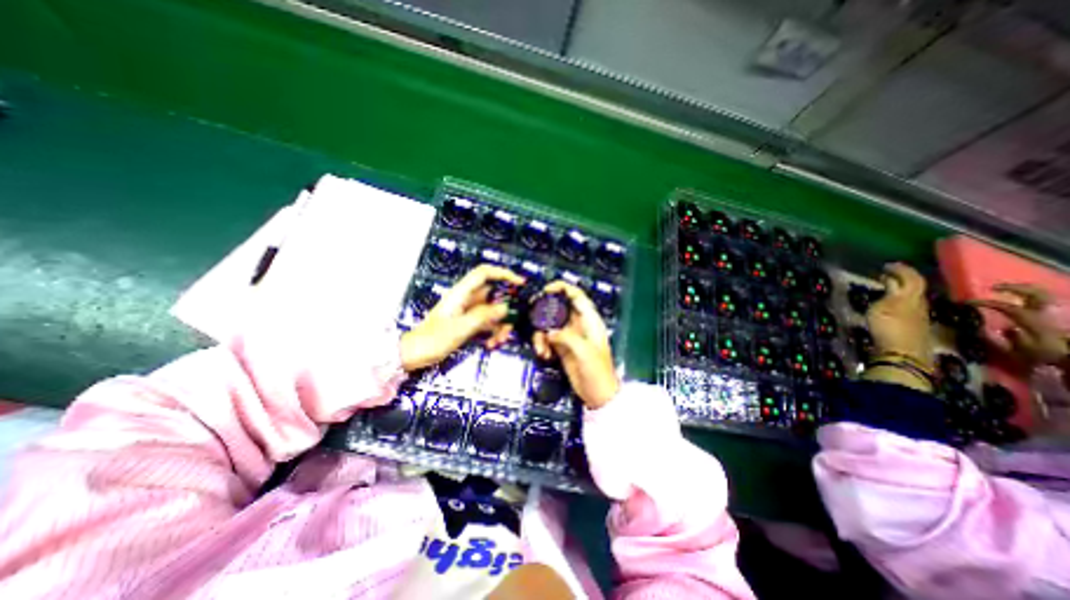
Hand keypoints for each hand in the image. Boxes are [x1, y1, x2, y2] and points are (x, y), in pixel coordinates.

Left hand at [397, 264, 523, 372]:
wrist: (414, 354)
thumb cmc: (432, 339)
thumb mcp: (460, 328)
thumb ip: (483, 316)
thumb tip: (504, 307)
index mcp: (461, 293)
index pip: (484, 273)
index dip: (503, 273)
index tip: (520, 283)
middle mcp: (467, 299)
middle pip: (494, 295)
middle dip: (506, 309)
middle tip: (512, 324)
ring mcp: (469, 311)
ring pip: (493, 311)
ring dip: (500, 325)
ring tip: (499, 341)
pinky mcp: (469, 323)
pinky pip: (488, 322)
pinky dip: (493, 332)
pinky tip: (492, 344)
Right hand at [533, 278, 618, 410]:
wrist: (597, 394)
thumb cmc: (597, 371)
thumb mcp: (584, 351)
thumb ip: (566, 337)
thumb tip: (548, 332)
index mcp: (590, 320)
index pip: (576, 295)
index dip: (561, 288)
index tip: (545, 291)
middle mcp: (578, 323)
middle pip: (558, 308)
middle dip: (544, 312)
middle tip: (533, 318)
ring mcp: (568, 335)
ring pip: (549, 324)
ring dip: (541, 334)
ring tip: (541, 349)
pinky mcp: (561, 346)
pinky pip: (547, 338)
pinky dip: (542, 344)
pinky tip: (544, 354)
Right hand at [864, 262, 934, 366]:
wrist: (903, 354)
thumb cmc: (890, 327)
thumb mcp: (884, 306)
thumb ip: (889, 292)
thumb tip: (891, 279)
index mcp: (912, 296)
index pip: (912, 278)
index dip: (902, 270)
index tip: (887, 265)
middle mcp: (920, 303)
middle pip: (914, 287)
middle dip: (902, 278)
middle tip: (886, 274)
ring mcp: (918, 316)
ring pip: (912, 296)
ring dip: (901, 289)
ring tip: (886, 287)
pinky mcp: (913, 326)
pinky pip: (908, 305)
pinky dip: (900, 299)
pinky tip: (891, 303)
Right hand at [976, 281, 1065, 369]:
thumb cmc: (1052, 354)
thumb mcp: (1027, 350)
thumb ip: (1013, 336)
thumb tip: (1007, 328)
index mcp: (1033, 318)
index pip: (1004, 306)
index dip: (984, 302)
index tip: (967, 302)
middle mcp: (1047, 311)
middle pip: (1032, 292)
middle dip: (1012, 287)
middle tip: (994, 288)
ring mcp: (1058, 312)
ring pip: (1044, 294)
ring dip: (1026, 291)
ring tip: (1011, 291)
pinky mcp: (1064, 316)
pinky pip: (1050, 302)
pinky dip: (1037, 298)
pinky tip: (1029, 302)